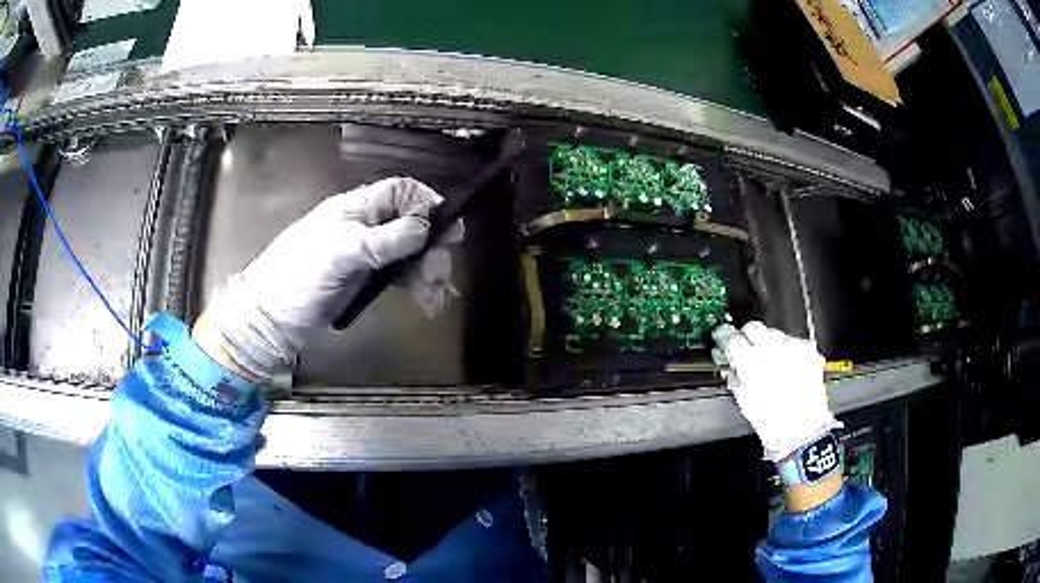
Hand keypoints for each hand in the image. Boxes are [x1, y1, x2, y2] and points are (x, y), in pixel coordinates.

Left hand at [195, 177, 442, 380]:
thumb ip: (386, 238)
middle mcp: (363, 226)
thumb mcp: (343, 252)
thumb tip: (427, 225)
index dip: (425, 203)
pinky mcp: (364, 280)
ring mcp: (364, 255)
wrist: (271, 320)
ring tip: (436, 295)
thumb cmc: (299, 277)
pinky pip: (398, 276)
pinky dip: (416, 285)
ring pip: (408, 252)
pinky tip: (428, 300)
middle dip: (431, 245)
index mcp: (355, 208)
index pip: (399, 191)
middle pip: (410, 224)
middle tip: (441, 272)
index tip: (446, 226)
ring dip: (427, 269)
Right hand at [712, 321, 840, 461]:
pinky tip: (787, 367)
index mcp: (751, 364)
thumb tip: (729, 363)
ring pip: (773, 333)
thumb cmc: (772, 422)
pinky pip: (791, 342)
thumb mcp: (744, 400)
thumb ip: (735, 376)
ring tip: (771, 363)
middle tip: (748, 349)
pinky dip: (787, 350)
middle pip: (754, 327)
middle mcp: (772, 350)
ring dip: (769, 344)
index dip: (728, 340)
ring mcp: (791, 347)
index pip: (733, 338)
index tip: (726, 341)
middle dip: (749, 336)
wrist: (802, 428)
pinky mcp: (807, 349)